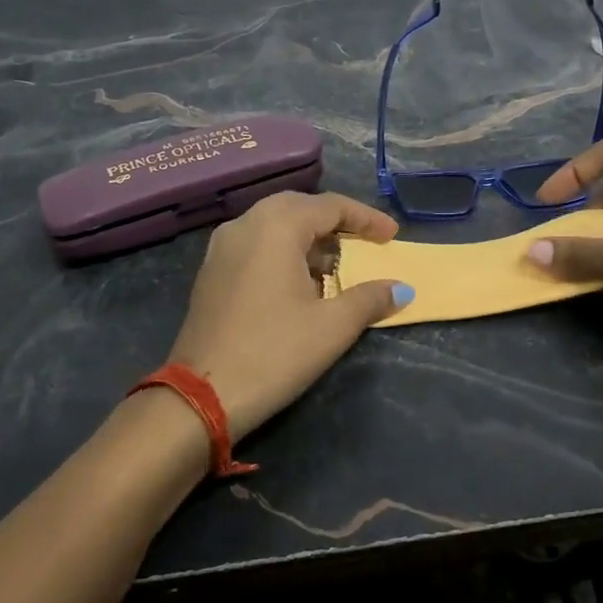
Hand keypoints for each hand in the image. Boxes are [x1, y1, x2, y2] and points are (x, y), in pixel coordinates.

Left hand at [166, 192, 412, 441]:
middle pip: (299, 207)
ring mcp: (222, 246)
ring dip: (308, 237)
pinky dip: (284, 250)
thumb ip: (369, 299)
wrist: (201, 396)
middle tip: (364, 242)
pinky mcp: (211, 270)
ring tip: (336, 266)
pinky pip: (256, 243)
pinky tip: (299, 281)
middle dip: (335, 222)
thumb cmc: (274, 353)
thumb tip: (401, 289)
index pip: (330, 206)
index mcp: (276, 226)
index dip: (366, 218)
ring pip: (274, 224)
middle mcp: (245, 224)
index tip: (393, 236)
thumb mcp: (332, 327)